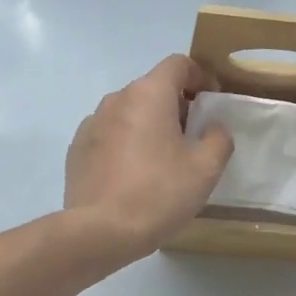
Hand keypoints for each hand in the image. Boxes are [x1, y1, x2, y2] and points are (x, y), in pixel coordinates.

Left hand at [64, 55, 233, 264]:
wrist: (100, 231)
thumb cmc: (158, 193)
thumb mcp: (205, 168)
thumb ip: (218, 138)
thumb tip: (213, 128)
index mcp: (148, 94)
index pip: (178, 64)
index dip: (200, 76)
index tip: (212, 102)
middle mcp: (116, 99)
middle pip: (153, 88)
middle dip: (176, 106)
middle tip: (193, 138)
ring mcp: (92, 124)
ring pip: (129, 113)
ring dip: (149, 126)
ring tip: (162, 160)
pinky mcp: (77, 149)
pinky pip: (110, 135)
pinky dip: (126, 144)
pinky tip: (134, 176)